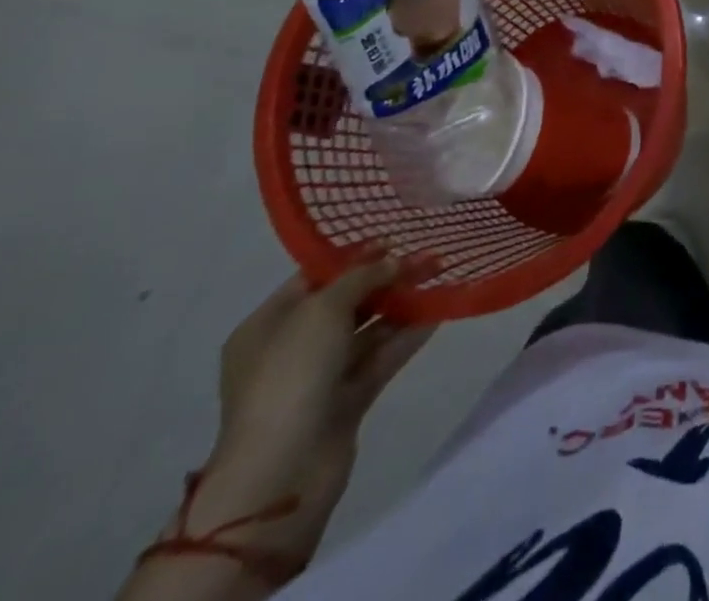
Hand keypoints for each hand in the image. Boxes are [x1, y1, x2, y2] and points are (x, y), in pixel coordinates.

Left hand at [193, 258, 435, 558]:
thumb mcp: (323, 309)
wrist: (283, 470)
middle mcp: (291, 348)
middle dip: (386, 278)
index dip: (354, 256)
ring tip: (440, 278)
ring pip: (368, 330)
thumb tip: (392, 260)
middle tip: (428, 256)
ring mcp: (319, 377)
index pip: (314, 278)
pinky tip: (438, 313)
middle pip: (346, 302)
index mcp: (268, 325)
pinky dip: (407, 337)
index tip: (396, 237)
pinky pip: (381, 358)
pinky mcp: (346, 401)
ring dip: (402, 305)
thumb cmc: (291, 375)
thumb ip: (361, 277)